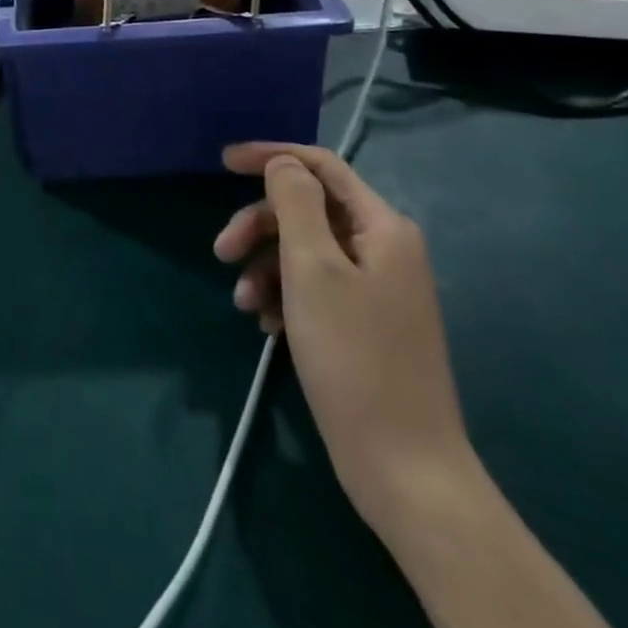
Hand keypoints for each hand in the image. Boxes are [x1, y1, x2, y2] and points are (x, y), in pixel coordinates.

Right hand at [214, 142, 477, 536]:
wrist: (405, 470)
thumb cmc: (354, 357)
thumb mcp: (313, 270)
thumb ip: (295, 203)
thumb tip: (283, 163)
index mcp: (382, 227)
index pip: (321, 167)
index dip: (271, 157)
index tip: (223, 162)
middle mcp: (384, 249)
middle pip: (308, 211)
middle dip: (260, 225)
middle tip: (221, 252)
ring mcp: (377, 289)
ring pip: (306, 251)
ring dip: (267, 266)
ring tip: (244, 304)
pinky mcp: (365, 324)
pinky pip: (315, 288)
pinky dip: (285, 296)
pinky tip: (268, 326)